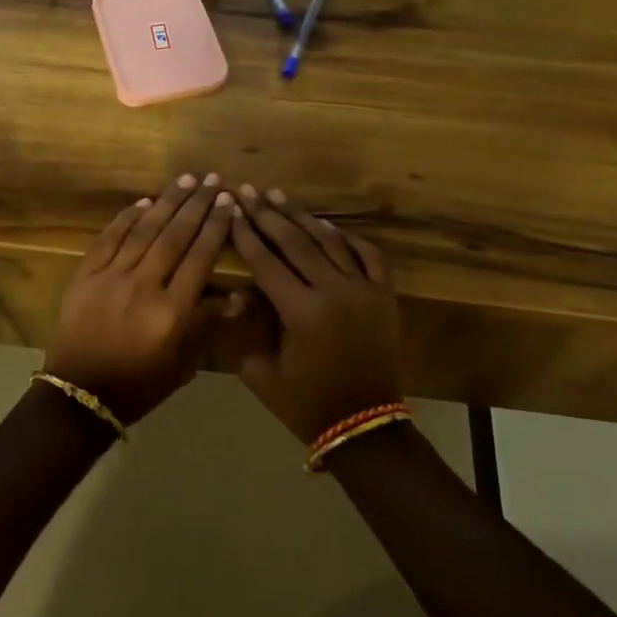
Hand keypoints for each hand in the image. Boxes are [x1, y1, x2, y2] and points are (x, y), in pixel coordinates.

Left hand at [45, 173, 237, 423]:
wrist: (78, 397)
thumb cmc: (138, 386)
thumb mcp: (180, 366)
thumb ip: (205, 327)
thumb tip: (237, 297)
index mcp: (170, 312)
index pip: (199, 259)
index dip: (215, 227)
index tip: (228, 202)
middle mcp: (143, 287)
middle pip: (174, 237)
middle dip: (196, 205)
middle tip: (212, 179)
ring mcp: (110, 277)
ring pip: (143, 231)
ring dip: (166, 202)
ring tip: (185, 180)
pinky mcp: (85, 275)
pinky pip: (108, 239)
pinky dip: (126, 218)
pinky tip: (143, 201)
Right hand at [227, 185, 402, 443]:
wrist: (364, 425)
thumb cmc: (306, 404)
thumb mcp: (262, 373)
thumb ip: (250, 328)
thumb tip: (244, 292)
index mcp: (301, 312)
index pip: (267, 262)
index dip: (246, 235)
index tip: (231, 211)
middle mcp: (334, 291)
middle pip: (296, 243)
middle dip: (268, 215)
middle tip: (250, 192)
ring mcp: (364, 290)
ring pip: (330, 242)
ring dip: (303, 218)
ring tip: (281, 198)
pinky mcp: (385, 296)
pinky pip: (369, 256)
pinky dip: (349, 238)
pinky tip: (329, 227)